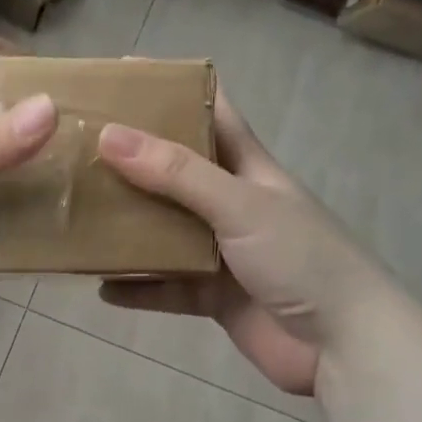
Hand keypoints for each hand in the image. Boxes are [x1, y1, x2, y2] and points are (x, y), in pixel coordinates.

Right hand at [94, 93, 383, 396]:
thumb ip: (176, 173)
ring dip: (126, 226)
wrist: (346, 347)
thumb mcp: (240, 205)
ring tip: (77, 216)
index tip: (119, 74)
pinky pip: (165, 286)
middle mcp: (230, 203)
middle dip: (130, 160)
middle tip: (76, 148)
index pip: (209, 110)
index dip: (170, 89)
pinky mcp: (213, 295)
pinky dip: (137, 288)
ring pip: (162, 230)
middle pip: (173, 171)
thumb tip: (108, 134)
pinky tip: (101, 286)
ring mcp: (221, 251)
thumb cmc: (302, 259)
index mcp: (247, 166)